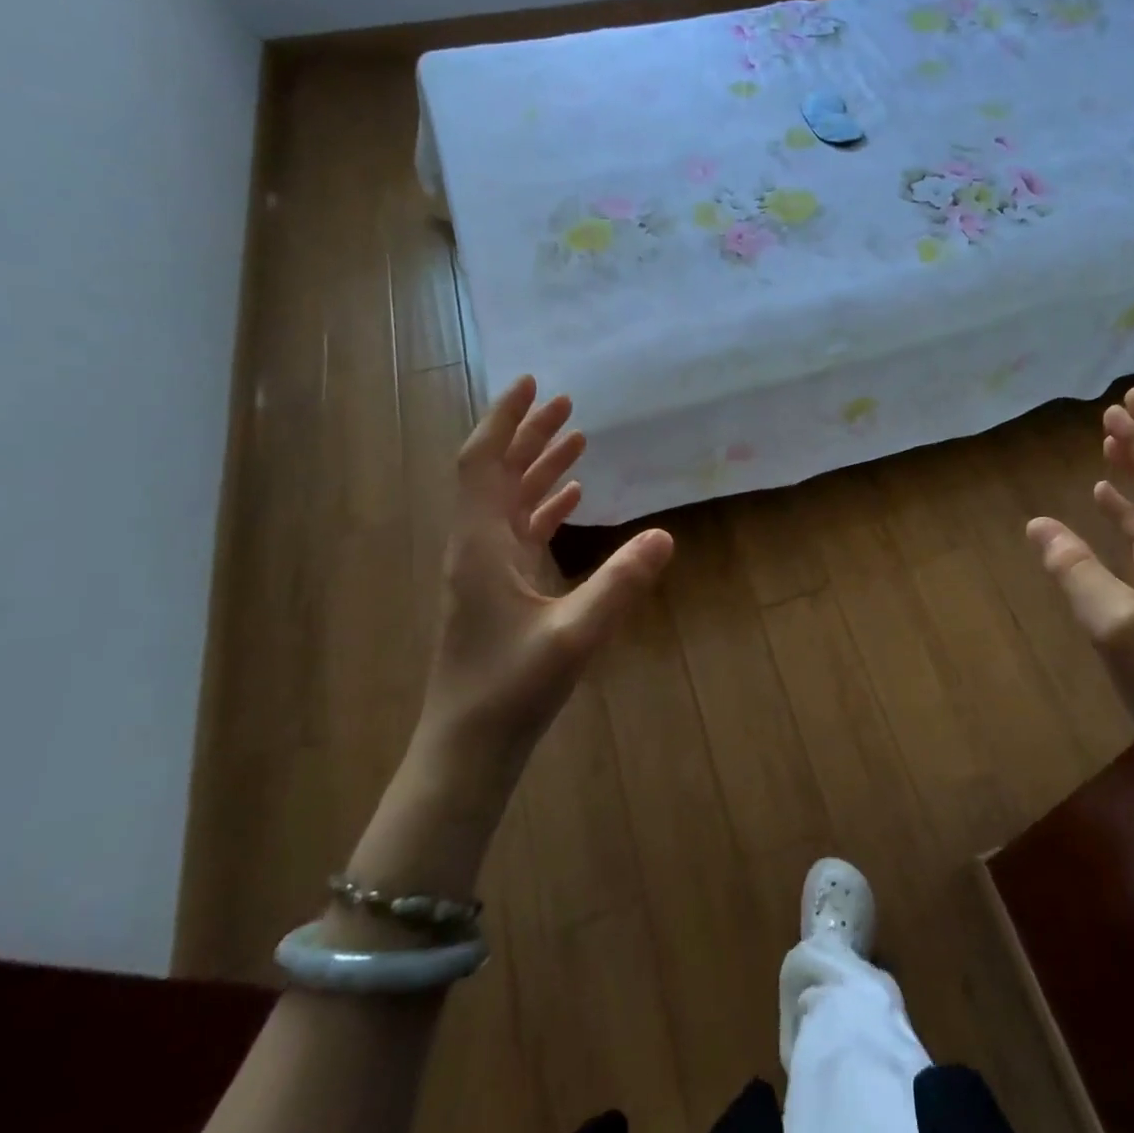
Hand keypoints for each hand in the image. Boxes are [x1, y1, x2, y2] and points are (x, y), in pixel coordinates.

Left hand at [421, 375, 673, 763]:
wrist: (468, 748)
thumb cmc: (510, 690)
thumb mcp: (574, 636)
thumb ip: (620, 584)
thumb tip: (665, 535)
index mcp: (480, 546)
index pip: (482, 463)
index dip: (504, 420)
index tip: (533, 384)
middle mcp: (476, 547)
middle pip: (496, 474)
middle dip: (528, 434)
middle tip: (567, 404)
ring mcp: (485, 570)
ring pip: (508, 501)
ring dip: (538, 467)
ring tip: (575, 438)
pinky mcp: (498, 591)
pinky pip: (519, 531)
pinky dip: (543, 506)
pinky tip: (573, 498)